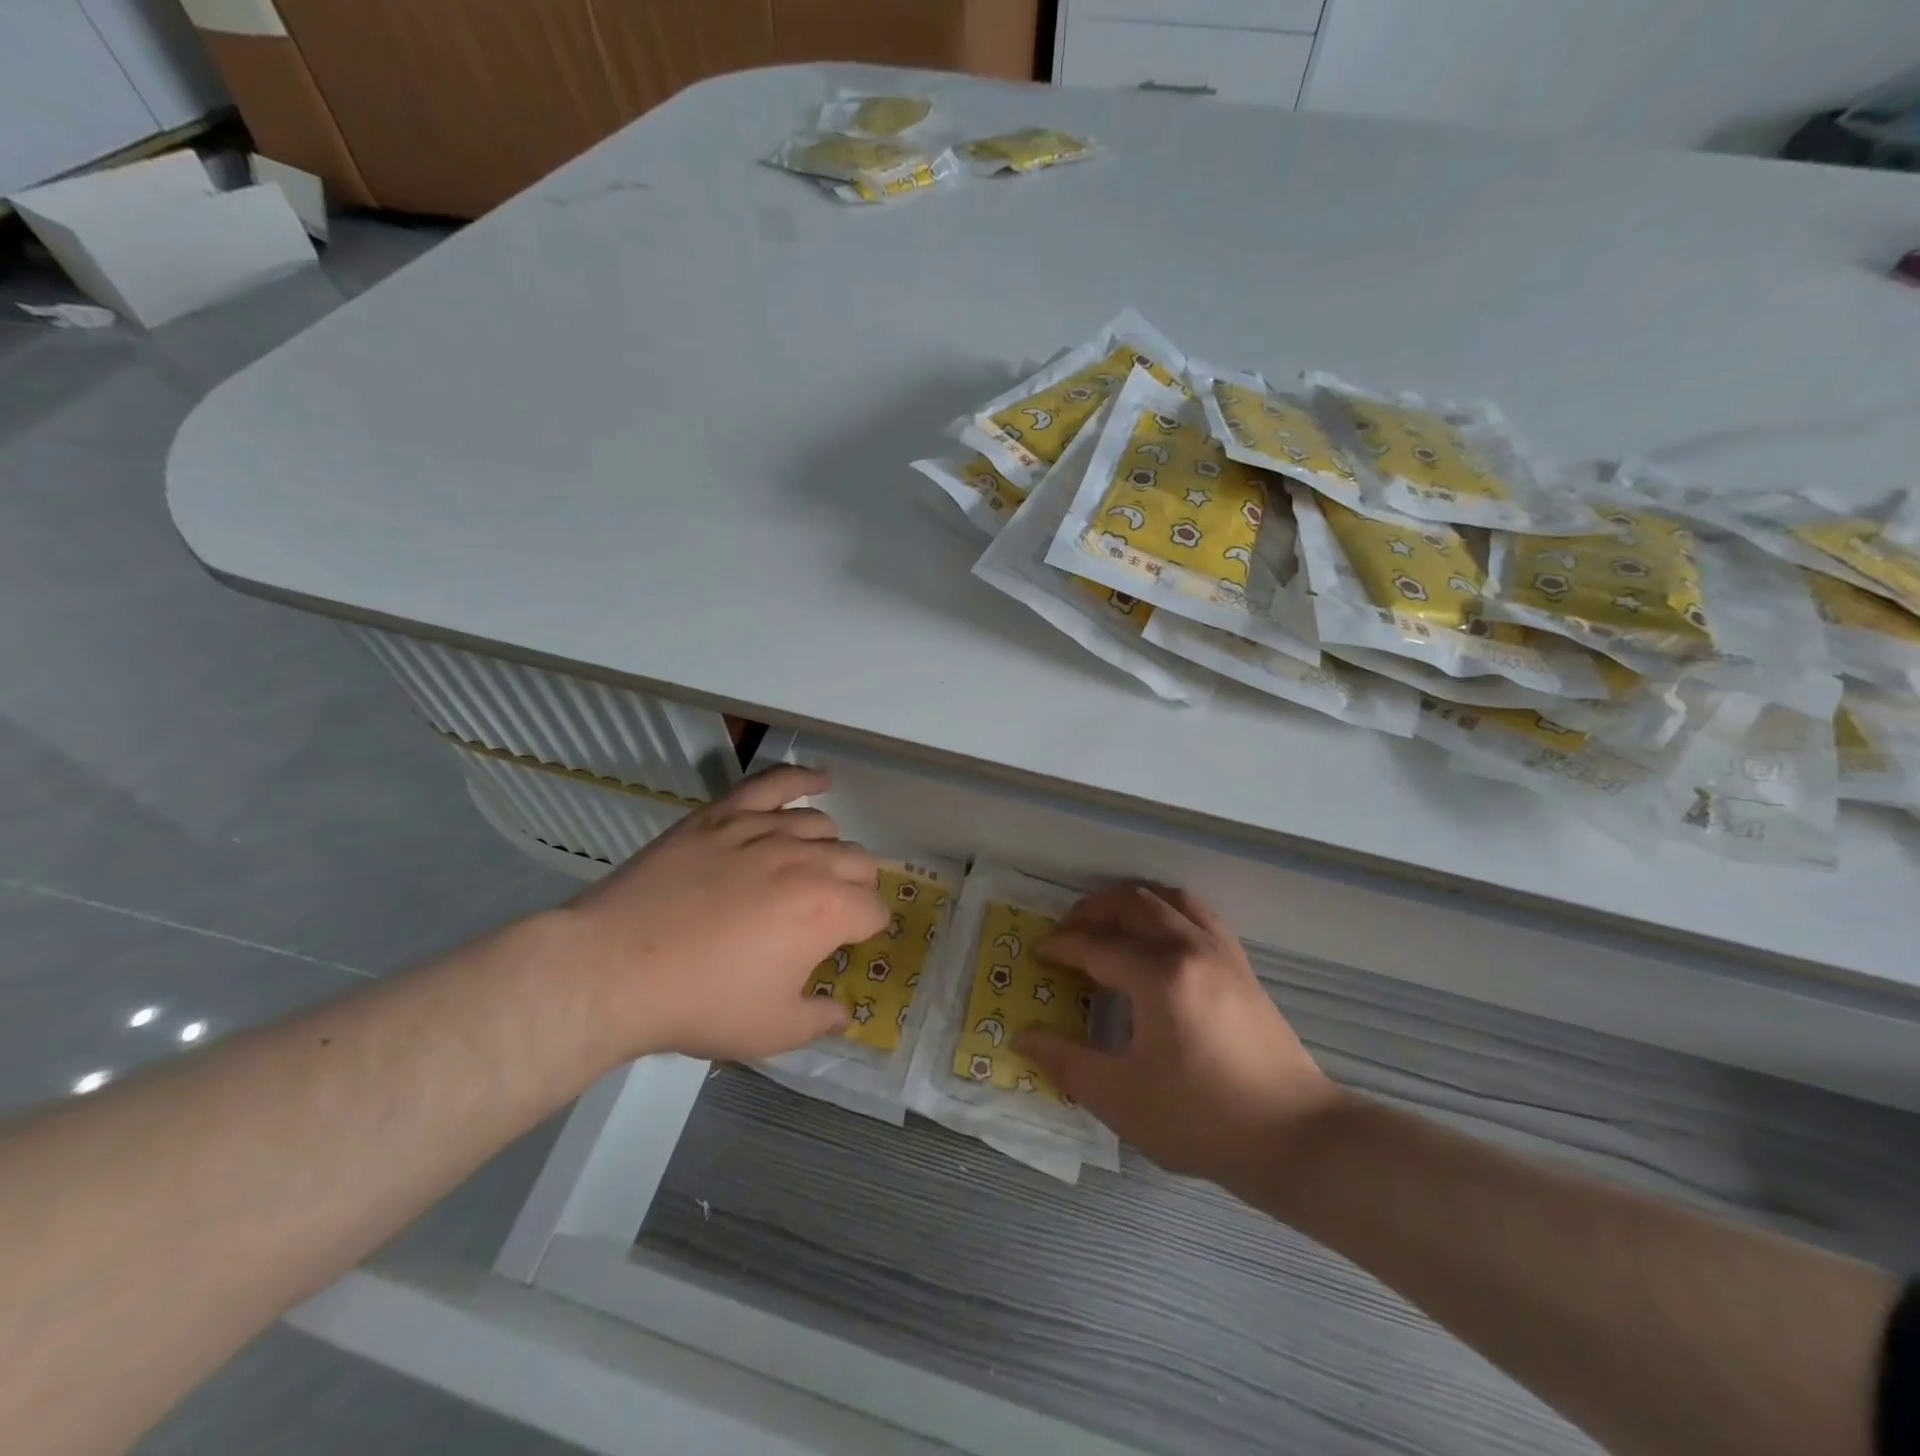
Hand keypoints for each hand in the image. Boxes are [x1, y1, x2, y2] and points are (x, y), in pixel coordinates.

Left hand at [560, 766, 886, 1061]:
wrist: (615, 968)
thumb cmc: (700, 1002)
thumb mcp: (771, 1031)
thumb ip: (820, 1019)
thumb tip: (843, 1012)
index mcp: (827, 910)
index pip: (872, 910)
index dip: (864, 931)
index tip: (844, 945)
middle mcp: (807, 860)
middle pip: (858, 862)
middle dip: (856, 888)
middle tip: (829, 913)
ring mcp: (764, 830)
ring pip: (823, 825)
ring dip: (830, 848)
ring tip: (812, 867)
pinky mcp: (724, 814)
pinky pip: (773, 784)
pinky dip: (802, 777)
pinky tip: (820, 779)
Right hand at [1014, 884, 1339, 1183]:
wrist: (1295, 1137)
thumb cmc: (1202, 1120)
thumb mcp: (1122, 1098)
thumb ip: (1066, 1061)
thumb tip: (1022, 1037)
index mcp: (1159, 976)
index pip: (1096, 945)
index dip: (1061, 946)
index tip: (1038, 954)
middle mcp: (1189, 948)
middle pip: (1131, 904)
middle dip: (1090, 911)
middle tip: (1066, 933)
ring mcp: (1221, 952)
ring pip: (1167, 899)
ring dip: (1130, 902)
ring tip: (1107, 924)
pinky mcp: (1241, 964)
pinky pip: (1197, 913)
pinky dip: (1167, 910)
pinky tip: (1157, 937)